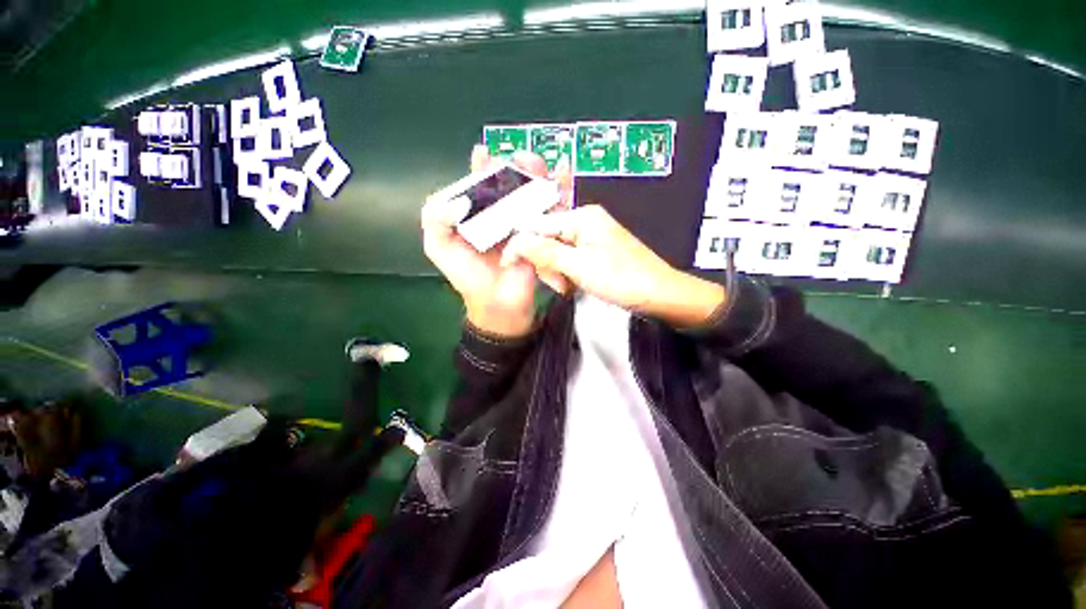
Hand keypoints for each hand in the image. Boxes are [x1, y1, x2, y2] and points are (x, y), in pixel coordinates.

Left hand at [421, 145, 572, 336]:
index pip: (478, 184)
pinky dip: (557, 192)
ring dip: (536, 174)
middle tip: (520, 159)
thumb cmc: (468, 276)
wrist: (498, 303)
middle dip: (514, 166)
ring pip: (530, 192)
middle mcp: (499, 214)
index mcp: (476, 214)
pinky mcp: (540, 233)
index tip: (484, 153)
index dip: (481, 167)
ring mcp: (522, 223)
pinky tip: (561, 176)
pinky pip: (549, 210)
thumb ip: (435, 219)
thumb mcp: (439, 248)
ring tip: (536, 164)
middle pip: (508, 183)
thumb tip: (457, 198)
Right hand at [502, 206, 726, 327]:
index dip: (521, 245)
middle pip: (547, 239)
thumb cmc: (621, 279)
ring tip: (568, 288)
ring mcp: (591, 237)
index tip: (507, 265)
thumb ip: (544, 252)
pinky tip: (573, 286)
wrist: (659, 296)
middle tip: (558, 285)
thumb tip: (514, 242)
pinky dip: (567, 274)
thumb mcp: (579, 266)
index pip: (538, 225)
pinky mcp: (595, 253)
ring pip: (557, 252)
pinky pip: (570, 260)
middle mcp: (585, 221)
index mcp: (582, 217)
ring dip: (556, 272)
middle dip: (546, 263)